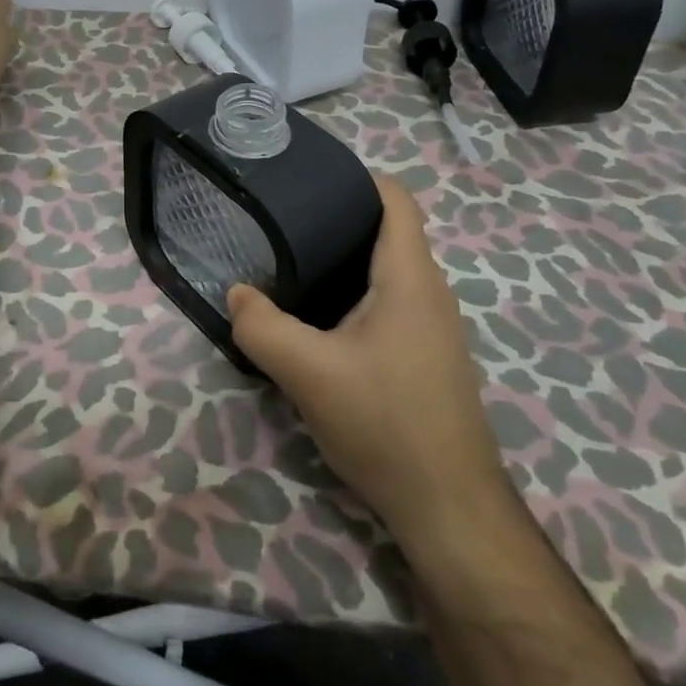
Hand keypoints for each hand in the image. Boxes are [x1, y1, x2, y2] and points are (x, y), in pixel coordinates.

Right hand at [227, 175, 505, 539]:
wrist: (449, 507)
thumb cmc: (385, 423)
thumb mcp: (308, 372)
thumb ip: (262, 327)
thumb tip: (237, 293)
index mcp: (409, 277)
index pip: (396, 199)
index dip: (356, 178)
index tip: (307, 180)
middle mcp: (428, 293)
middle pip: (386, 232)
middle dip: (337, 220)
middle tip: (281, 224)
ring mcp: (431, 328)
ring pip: (384, 273)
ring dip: (343, 264)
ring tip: (290, 266)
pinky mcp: (425, 358)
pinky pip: (387, 306)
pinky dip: (352, 298)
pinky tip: (317, 323)